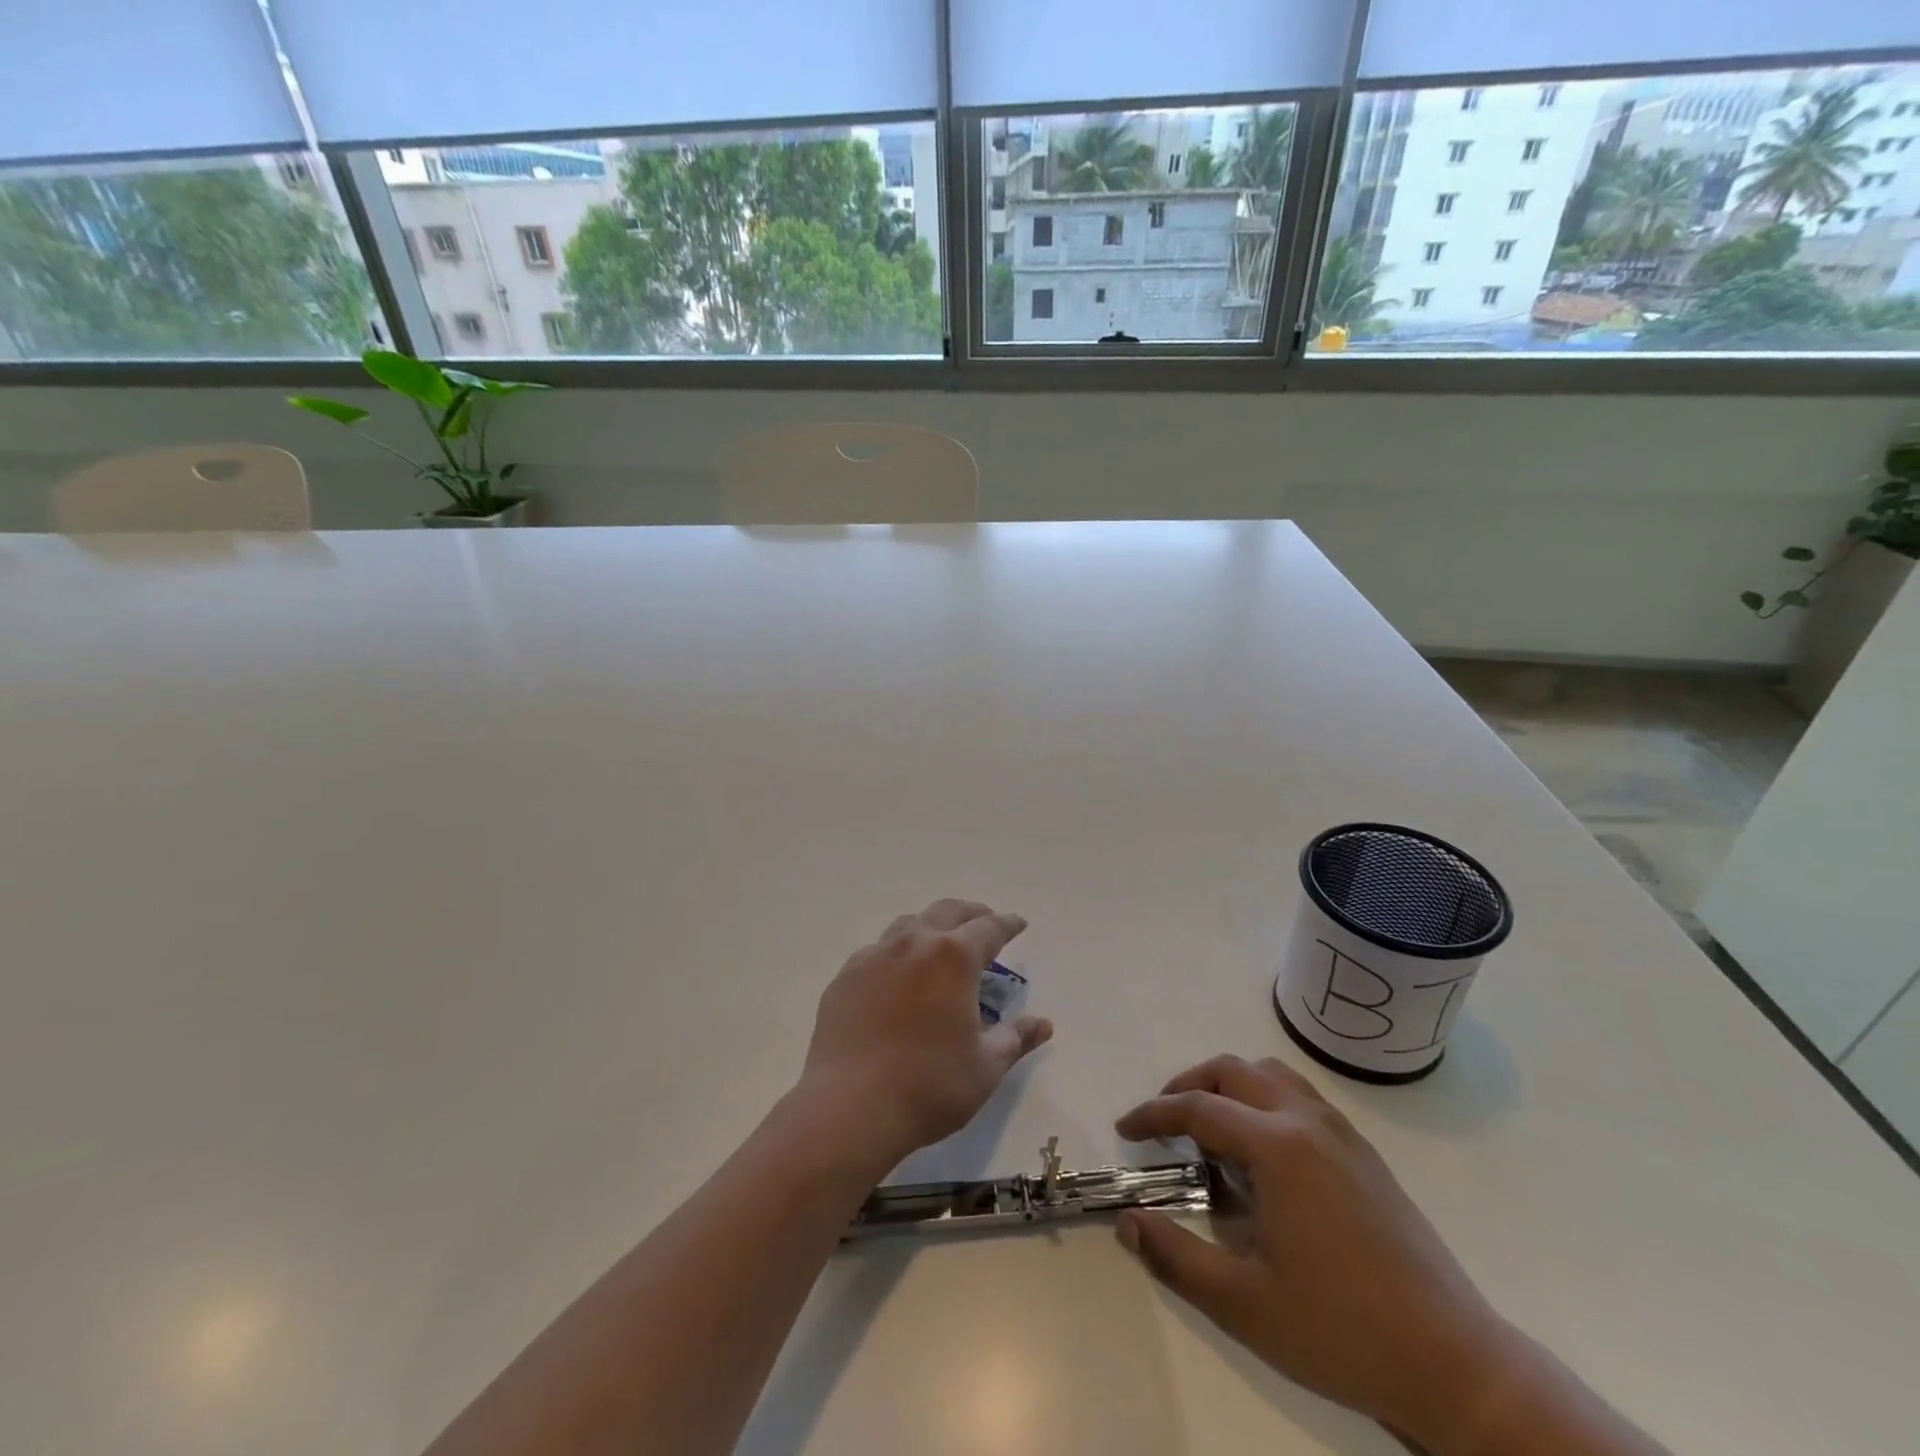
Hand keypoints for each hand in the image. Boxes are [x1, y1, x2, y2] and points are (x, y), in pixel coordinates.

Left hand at [800, 899, 1052, 1166]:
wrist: (849, 1107)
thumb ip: (1015, 1039)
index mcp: (953, 958)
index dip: (1007, 924)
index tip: (1018, 924)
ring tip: (941, 944)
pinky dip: (897, 953)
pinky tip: (898, 976)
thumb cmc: (928, 1087)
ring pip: (908, 924)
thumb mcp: (985, 1068)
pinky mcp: (846, 976)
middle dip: (971, 913)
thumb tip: (1042, 1024)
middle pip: (947, 911)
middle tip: (984, 923)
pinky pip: (878, 951)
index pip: (989, 928)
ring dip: (932, 926)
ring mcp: (874, 956)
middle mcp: (913, 943)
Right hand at [1112, 1055, 1513, 1448]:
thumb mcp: (1244, 1304)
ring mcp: (1340, 1132)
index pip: (1198, 1108)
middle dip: (1188, 1085)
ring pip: (1271, 1074)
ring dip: (1230, 1086)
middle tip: (1163, 1120)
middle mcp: (1306, 1121)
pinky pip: (1300, 1097)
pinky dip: (1265, 1099)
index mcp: (1276, 1147)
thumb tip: (1127, 1221)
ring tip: (1211, 1128)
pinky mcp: (1363, 1152)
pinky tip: (1263, 1152)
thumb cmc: (1341, 1330)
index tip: (1125, 1128)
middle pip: (1232, 1071)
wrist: (1453, 1362)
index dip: (1154, 1114)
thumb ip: (1176, 1257)